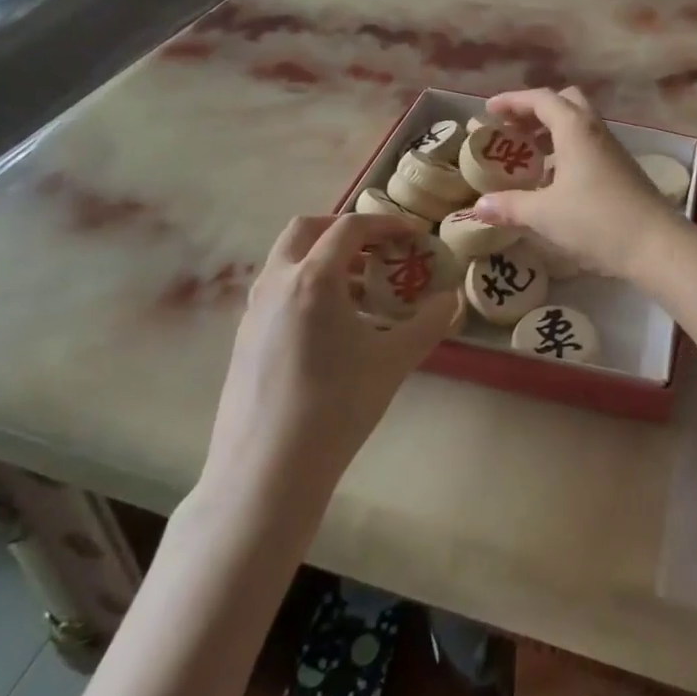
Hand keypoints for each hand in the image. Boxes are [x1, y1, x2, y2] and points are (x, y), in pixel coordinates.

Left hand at [202, 214, 457, 497]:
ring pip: (288, 260)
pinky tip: (333, 327)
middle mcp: (277, 282)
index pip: (351, 227)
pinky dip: (307, 286)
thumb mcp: (394, 361)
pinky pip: (278, 290)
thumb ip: (429, 323)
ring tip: (363, 289)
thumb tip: (452, 300)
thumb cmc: (336, 406)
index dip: (386, 223)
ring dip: (325, 259)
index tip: (413, 235)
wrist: (266, 472)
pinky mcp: (244, 338)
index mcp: (313, 278)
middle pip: (306, 229)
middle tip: (378, 247)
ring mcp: (254, 310)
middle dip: (344, 229)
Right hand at [470, 87, 682, 280]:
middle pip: (564, 103)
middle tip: (512, 130)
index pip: (541, 99)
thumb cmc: (596, 220)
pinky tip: (553, 180)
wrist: (656, 244)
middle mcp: (595, 131)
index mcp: (575, 129)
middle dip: (535, 111)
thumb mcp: (544, 214)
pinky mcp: (621, 169)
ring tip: (527, 156)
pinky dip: (566, 151)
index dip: (512, 101)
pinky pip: (588, 146)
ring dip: (551, 133)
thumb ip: (510, 206)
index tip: (488, 111)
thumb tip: (480, 205)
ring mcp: (612, 150)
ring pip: (578, 125)